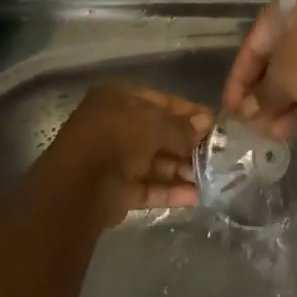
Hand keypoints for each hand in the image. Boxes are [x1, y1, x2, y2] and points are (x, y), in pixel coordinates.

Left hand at [43, 82, 211, 226]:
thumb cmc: (117, 138)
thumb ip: (181, 127)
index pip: (160, 101)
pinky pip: (148, 187)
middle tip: (217, 155)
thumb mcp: (154, 124)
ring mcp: (114, 158)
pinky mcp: (116, 190)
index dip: (188, 112)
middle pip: (158, 133)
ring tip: (212, 179)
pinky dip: (169, 191)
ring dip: (181, 170)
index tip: (214, 124)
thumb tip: (206, 123)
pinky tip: (195, 197)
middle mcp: (114, 125)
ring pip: (154, 162)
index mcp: (117, 98)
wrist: (79, 187)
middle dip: (187, 145)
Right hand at [221, 0, 296, 137]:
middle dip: (263, 92)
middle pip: (280, 54)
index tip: (230, 106)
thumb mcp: (281, 79)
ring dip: (282, 102)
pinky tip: (289, 131)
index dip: (239, 75)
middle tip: (249, 121)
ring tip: (268, 133)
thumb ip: (261, 94)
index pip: (257, 38)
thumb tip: (250, 110)